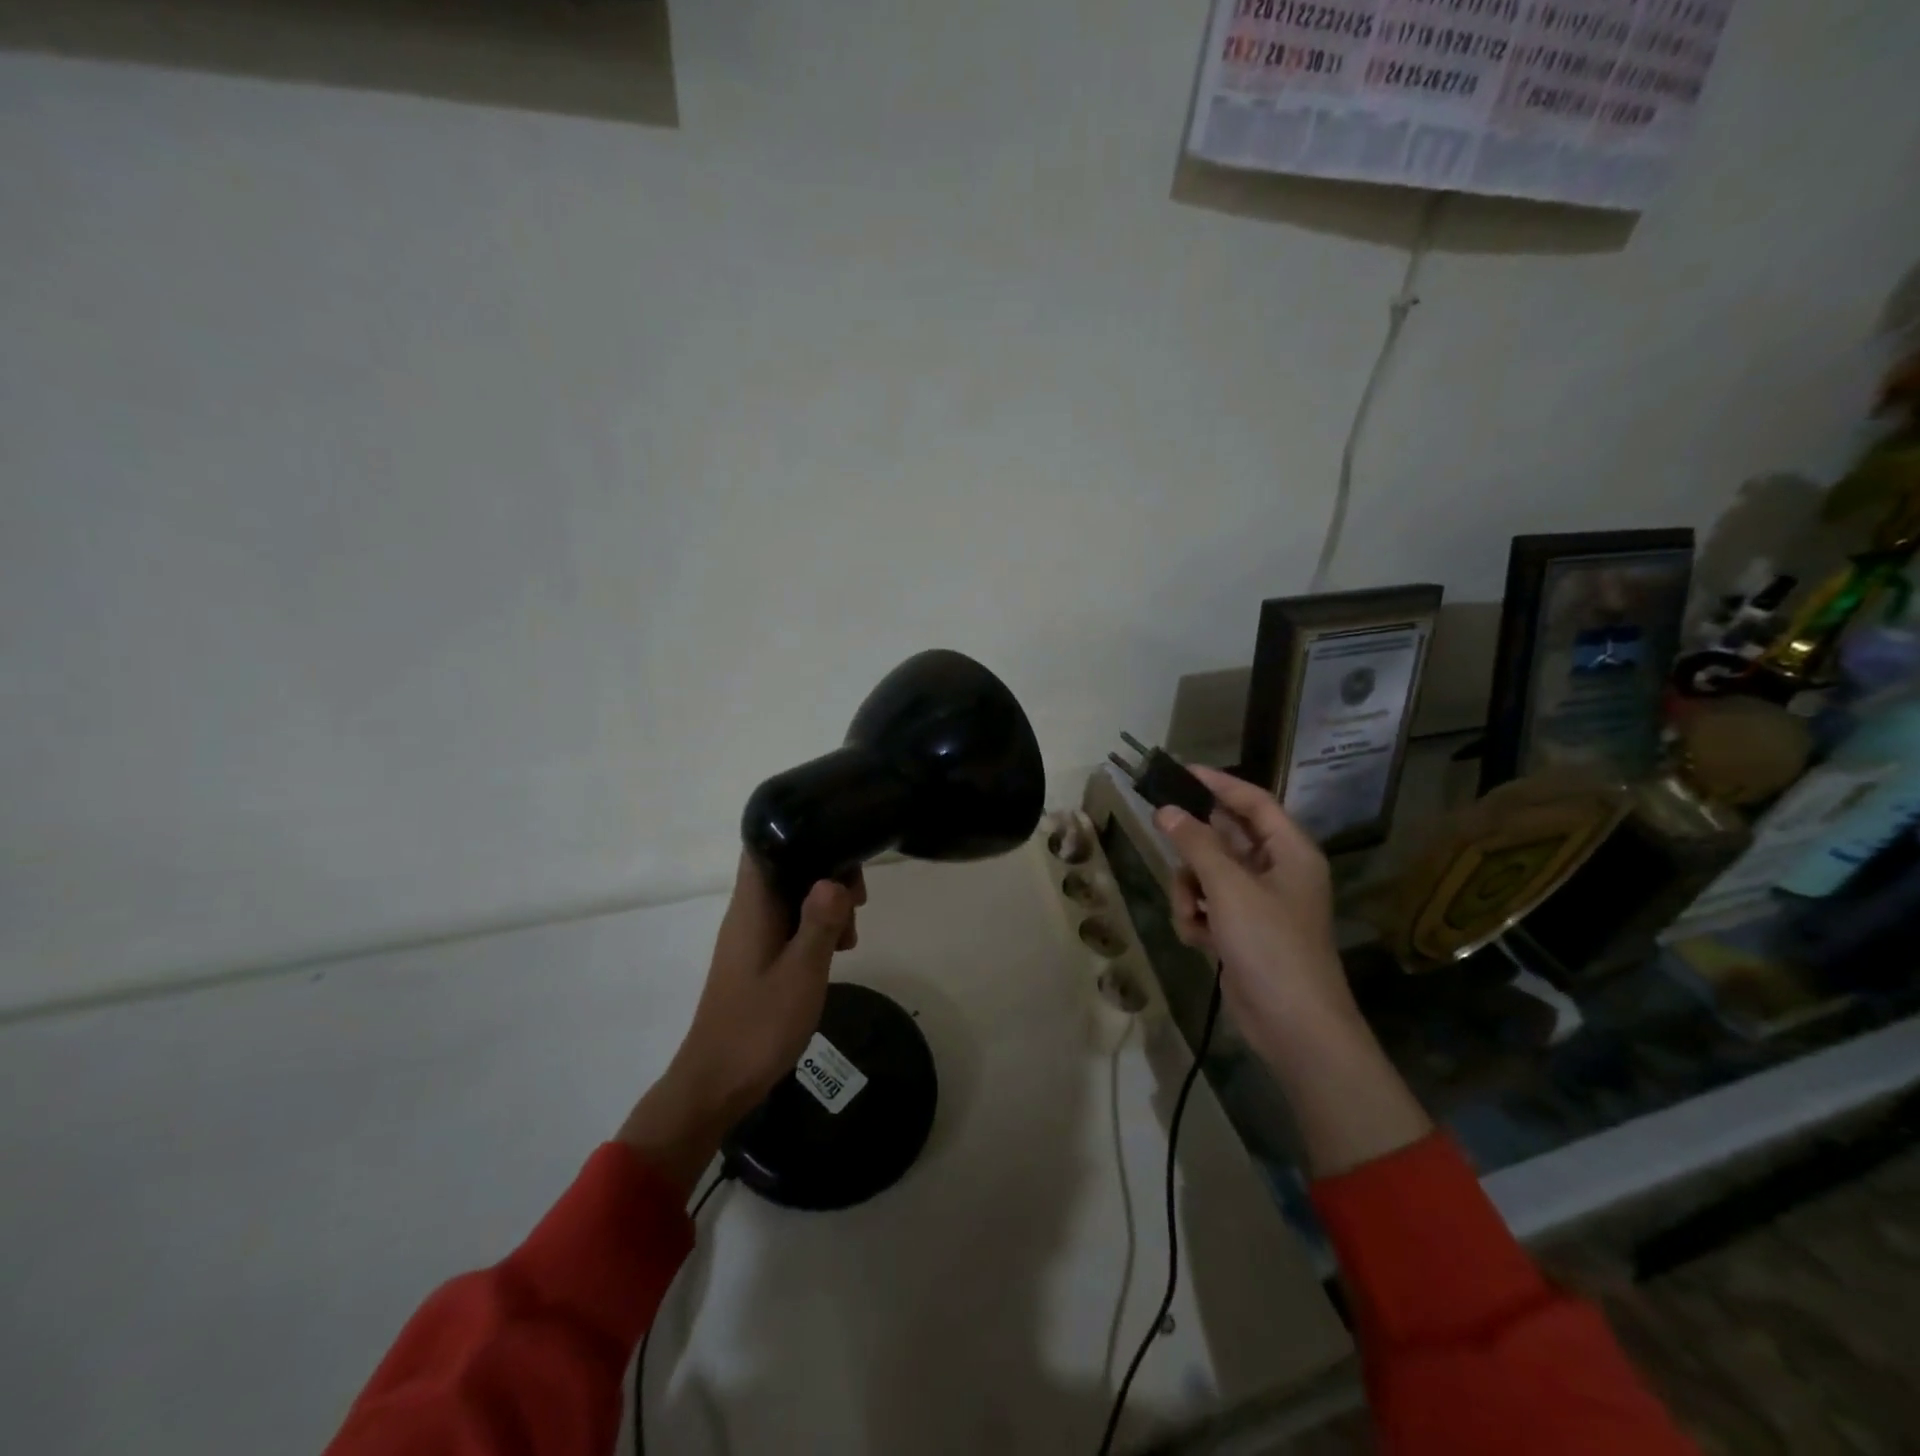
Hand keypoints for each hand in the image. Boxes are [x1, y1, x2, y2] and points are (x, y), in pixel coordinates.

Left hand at [617, 855, 864, 1193]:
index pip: (766, 844)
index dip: (803, 836)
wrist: (715, 1084)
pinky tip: (836, 953)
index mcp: (752, 906)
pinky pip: (789, 924)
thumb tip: (834, 878)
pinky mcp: (756, 957)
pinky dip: (814, 929)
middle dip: (827, 874)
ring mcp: (750, 935)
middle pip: (788, 868)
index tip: (842, 854)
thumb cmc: (758, 1026)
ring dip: (825, 906)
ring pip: (793, 897)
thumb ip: (820, 923)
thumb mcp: (801, 973)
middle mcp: (748, 912)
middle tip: (858, 905)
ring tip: (850, 939)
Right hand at [1154, 766, 1428, 1175]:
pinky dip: (1197, 918)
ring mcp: (1259, 904)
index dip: (1218, 783)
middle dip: (1194, 847)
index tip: (1179, 771)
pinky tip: (1198, 939)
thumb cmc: (1270, 945)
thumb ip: (1196, 844)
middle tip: (1162, 832)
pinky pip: (1208, 906)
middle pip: (1225, 838)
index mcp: (1290, 851)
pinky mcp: (1242, 932)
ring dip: (1190, 890)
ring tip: (1191, 913)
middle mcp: (1277, 871)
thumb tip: (1167, 810)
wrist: (1294, 1027)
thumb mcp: (1229, 887)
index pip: (1252, 801)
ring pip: (1208, 874)